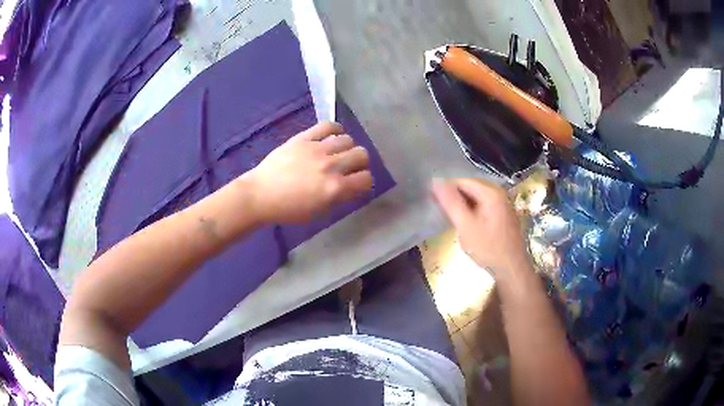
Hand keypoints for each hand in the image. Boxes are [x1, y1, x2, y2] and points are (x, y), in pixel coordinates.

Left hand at [244, 122, 372, 223]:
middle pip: (361, 154)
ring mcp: (317, 149)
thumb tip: (351, 186)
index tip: (357, 182)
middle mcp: (330, 166)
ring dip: (347, 147)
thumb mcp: (318, 211)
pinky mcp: (304, 138)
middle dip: (360, 162)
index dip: (365, 181)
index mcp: (334, 188)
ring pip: (348, 139)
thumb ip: (339, 198)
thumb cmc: (288, 209)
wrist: (260, 195)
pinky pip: (328, 125)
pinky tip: (332, 136)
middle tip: (350, 166)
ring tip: (338, 152)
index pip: (366, 178)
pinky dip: (335, 129)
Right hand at [432, 178, 528, 276]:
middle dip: (454, 197)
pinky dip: (472, 210)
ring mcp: (503, 203)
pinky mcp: (504, 214)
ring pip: (477, 197)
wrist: (512, 269)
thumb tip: (435, 182)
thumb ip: (451, 203)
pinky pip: (484, 205)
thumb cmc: (488, 248)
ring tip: (451, 218)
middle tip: (441, 211)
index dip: (445, 189)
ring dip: (463, 204)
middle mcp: (499, 193)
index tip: (432, 201)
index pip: (462, 181)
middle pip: (470, 187)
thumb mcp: (466, 226)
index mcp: (491, 192)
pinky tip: (466, 222)